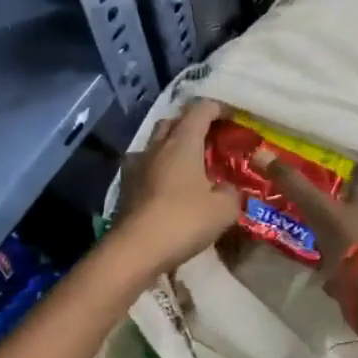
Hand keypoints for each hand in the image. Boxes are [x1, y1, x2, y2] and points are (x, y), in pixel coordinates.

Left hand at [116, 100, 241, 274]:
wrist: (135, 250)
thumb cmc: (184, 220)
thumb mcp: (224, 209)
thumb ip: (231, 192)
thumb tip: (227, 188)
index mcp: (183, 142)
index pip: (200, 110)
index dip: (217, 108)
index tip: (230, 116)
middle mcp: (157, 146)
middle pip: (173, 121)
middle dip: (191, 124)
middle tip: (209, 138)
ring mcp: (136, 165)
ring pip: (155, 143)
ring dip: (171, 145)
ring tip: (187, 162)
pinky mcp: (125, 186)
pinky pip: (144, 166)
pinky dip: (157, 168)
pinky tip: (165, 184)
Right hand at [265, 161, 357, 335]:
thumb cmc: (351, 242)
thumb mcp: (318, 208)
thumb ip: (293, 183)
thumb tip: (260, 153)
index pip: (350, 185)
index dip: (328, 187)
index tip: (305, 191)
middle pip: (349, 213)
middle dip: (327, 216)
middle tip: (300, 217)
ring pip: (348, 239)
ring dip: (330, 242)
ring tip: (305, 243)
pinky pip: (349, 264)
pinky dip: (334, 265)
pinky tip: (318, 269)